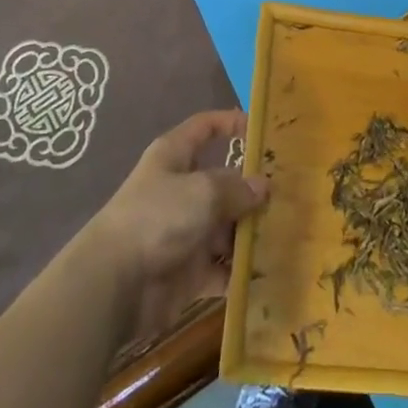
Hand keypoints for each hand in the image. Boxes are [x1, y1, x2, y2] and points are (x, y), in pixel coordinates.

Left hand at [82, 108, 268, 343]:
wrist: (115, 285)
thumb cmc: (158, 217)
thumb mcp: (204, 191)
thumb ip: (237, 188)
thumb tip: (263, 187)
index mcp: (175, 156)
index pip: (205, 127)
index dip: (231, 123)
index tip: (262, 130)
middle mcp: (180, 189)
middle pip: (223, 182)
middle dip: (253, 190)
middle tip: (292, 194)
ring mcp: (184, 231)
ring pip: (226, 226)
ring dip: (251, 232)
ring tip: (288, 233)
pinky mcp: (188, 271)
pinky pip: (222, 267)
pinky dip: (240, 270)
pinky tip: (269, 270)